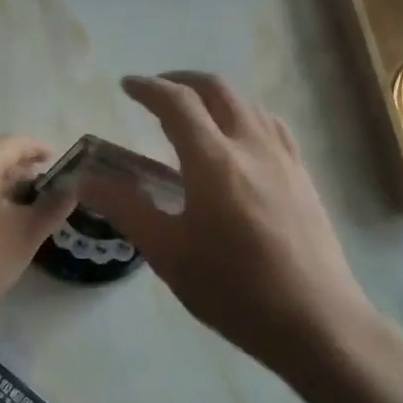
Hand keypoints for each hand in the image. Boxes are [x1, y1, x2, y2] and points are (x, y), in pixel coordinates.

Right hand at [78, 72, 380, 377]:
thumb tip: (87, 180)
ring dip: (214, 96)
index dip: (148, 88)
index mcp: (214, 161)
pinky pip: (270, 126)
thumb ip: (125, 208)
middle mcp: (252, 147)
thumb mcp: (167, 252)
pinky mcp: (303, 177)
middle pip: (217, 90)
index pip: (177, 103)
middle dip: (182, 81)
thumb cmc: (233, 289)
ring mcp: (284, 159)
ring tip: (192, 113)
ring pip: (248, 104)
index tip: (126, 86)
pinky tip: (237, 141)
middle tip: (155, 92)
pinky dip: (243, 115)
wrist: (316, 322)